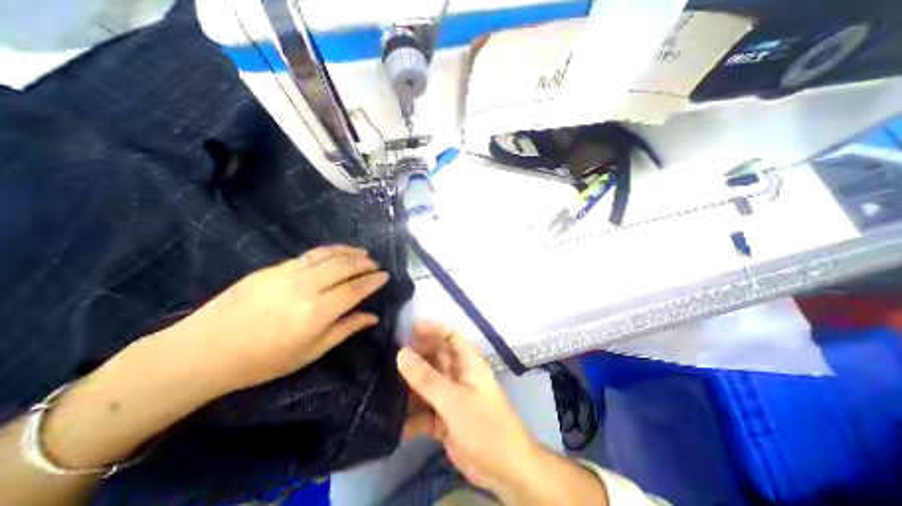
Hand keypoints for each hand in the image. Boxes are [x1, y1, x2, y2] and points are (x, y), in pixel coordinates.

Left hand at [167, 246, 389, 392]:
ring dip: (349, 251)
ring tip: (362, 252)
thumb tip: (372, 317)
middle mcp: (306, 288)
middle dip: (364, 262)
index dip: (373, 281)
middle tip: (376, 263)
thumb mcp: (311, 352)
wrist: (202, 352)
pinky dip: (328, 251)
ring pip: (327, 255)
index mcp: (317, 312)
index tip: (385, 276)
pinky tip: (336, 252)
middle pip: (344, 267)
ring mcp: (287, 274)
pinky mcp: (272, 268)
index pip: (355, 289)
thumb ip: (346, 329)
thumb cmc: (263, 361)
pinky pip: (308, 255)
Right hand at [396, 325, 605, 505]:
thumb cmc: (484, 425)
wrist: (504, 470)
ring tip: (384, 388)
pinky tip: (396, 424)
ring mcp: (451, 396)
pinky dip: (413, 416)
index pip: (450, 336)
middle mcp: (458, 375)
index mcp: (467, 362)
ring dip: (410, 387)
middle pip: (435, 358)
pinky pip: (424, 410)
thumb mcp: (454, 400)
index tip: (409, 328)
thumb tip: (401, 353)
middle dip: (415, 357)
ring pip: (426, 384)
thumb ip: (427, 378)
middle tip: (388, 357)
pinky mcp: (444, 418)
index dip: (433, 329)